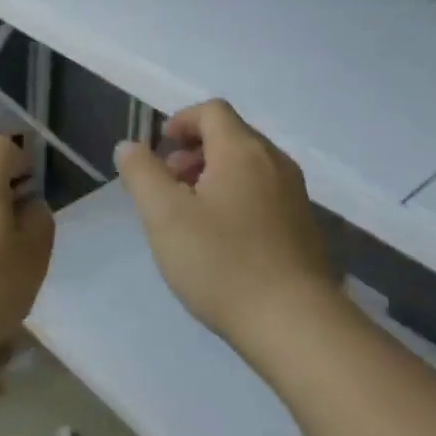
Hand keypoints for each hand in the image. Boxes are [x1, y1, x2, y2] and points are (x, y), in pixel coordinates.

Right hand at [114, 100, 338, 350]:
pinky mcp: (305, 228)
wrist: (295, 324)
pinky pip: (265, 194)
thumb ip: (142, 173)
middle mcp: (275, 163)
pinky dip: (237, 199)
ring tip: (190, 216)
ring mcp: (296, 196)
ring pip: (249, 167)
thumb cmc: (222, 262)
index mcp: (242, 151)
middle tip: (168, 186)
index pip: (212, 111)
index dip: (181, 121)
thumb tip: (130, 146)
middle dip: (194, 152)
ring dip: (214, 177)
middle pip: (231, 136)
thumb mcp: (164, 216)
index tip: (159, 150)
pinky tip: (223, 241)